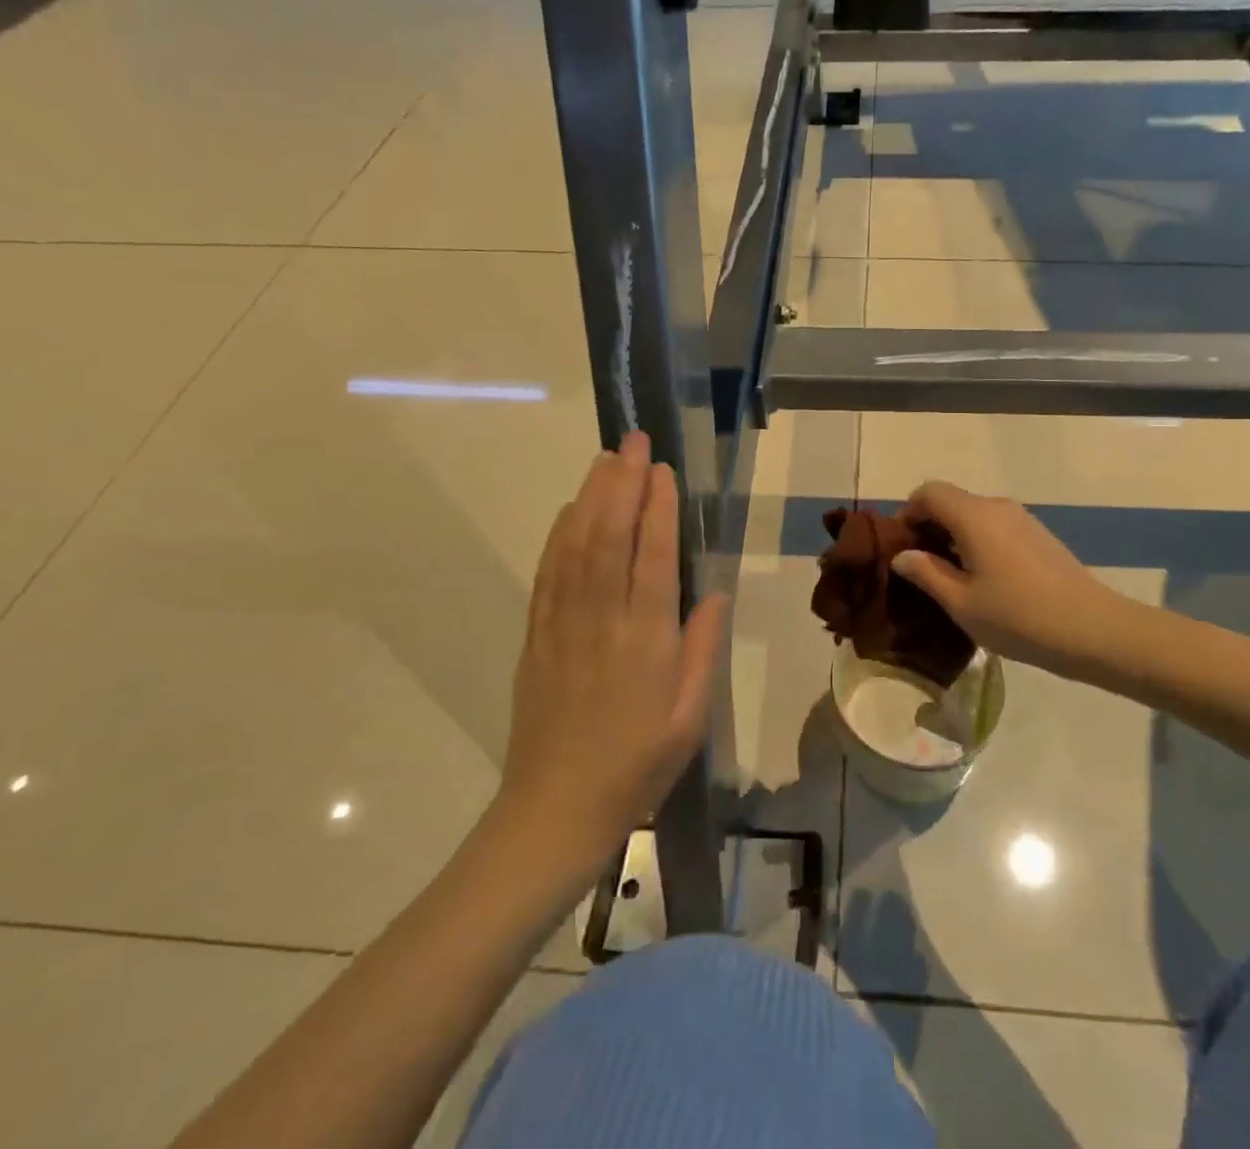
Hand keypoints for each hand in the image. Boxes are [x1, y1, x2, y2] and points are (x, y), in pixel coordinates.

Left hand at [498, 433, 729, 868]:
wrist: (556, 809)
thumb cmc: (637, 764)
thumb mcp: (691, 716)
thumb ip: (703, 648)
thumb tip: (713, 590)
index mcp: (646, 640)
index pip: (652, 557)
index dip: (658, 508)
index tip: (662, 469)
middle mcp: (602, 620)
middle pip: (609, 536)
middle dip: (622, 483)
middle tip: (633, 441)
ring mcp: (562, 624)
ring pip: (575, 546)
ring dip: (590, 497)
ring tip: (604, 459)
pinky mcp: (536, 635)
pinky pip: (548, 573)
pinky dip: (558, 534)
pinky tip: (567, 510)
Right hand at [892, 481, 1143, 680]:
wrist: (1093, 629)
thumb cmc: (1018, 617)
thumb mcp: (961, 602)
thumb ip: (926, 573)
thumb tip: (902, 555)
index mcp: (973, 516)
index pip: (928, 492)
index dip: (908, 512)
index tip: (901, 546)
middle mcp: (996, 506)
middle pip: (951, 500)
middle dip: (929, 525)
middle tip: (919, 566)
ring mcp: (1021, 519)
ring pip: (974, 514)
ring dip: (953, 535)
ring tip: (949, 576)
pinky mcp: (1038, 534)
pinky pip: (995, 526)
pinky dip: (977, 541)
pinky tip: (982, 579)